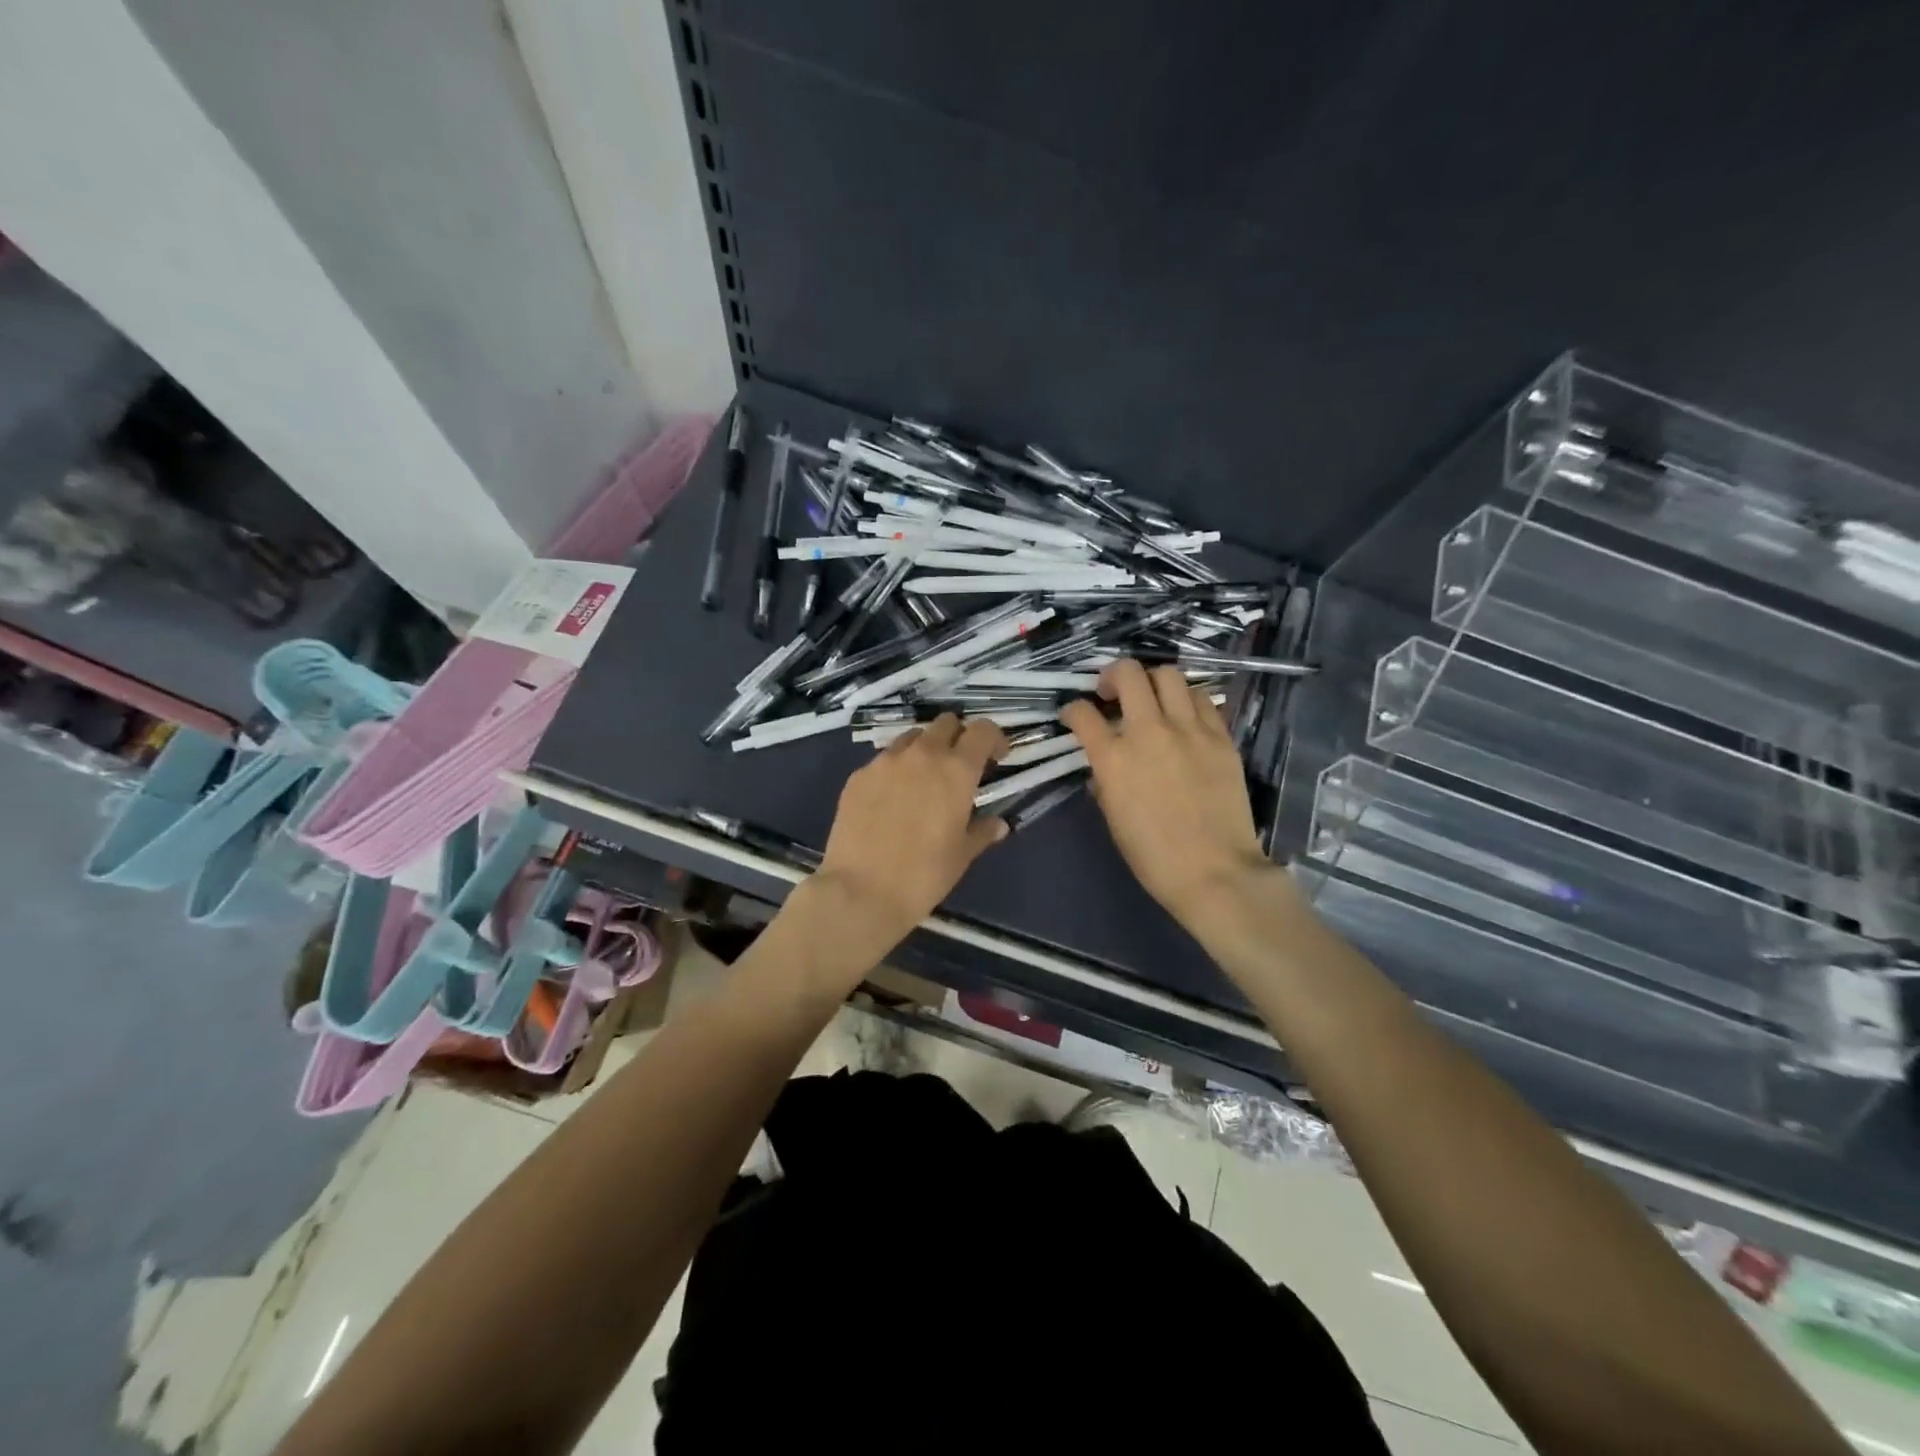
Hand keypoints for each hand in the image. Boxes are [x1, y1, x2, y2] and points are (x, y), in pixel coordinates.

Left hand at [813, 714, 1009, 951]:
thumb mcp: (962, 855)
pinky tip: (891, 799)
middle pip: (946, 723)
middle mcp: (922, 755)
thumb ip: (982, 832)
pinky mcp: (858, 775)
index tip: (996, 758)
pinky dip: (895, 769)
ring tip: (923, 779)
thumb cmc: (924, 875)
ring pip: (912, 738)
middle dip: (958, 737)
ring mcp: (885, 762)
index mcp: (956, 770)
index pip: (982, 730)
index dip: (993, 738)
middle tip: (960, 766)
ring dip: (925, 749)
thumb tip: (998, 824)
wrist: (861, 890)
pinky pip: (883, 760)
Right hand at [1060, 660, 1269, 929]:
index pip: (1082, 713)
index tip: (1075, 715)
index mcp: (1113, 759)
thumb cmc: (1153, 856)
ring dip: (1153, 682)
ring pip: (1169, 675)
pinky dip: (1186, 701)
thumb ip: (1105, 780)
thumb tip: (1106, 765)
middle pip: (1128, 673)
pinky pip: (1202, 700)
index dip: (1072, 710)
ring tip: (1152, 701)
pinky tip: (1184, 718)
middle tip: (1112, 693)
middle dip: (1112, 675)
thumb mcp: (1113, 818)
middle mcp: (1149, 732)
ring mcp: (1189, 730)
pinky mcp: (1221, 737)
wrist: (1215, 872)